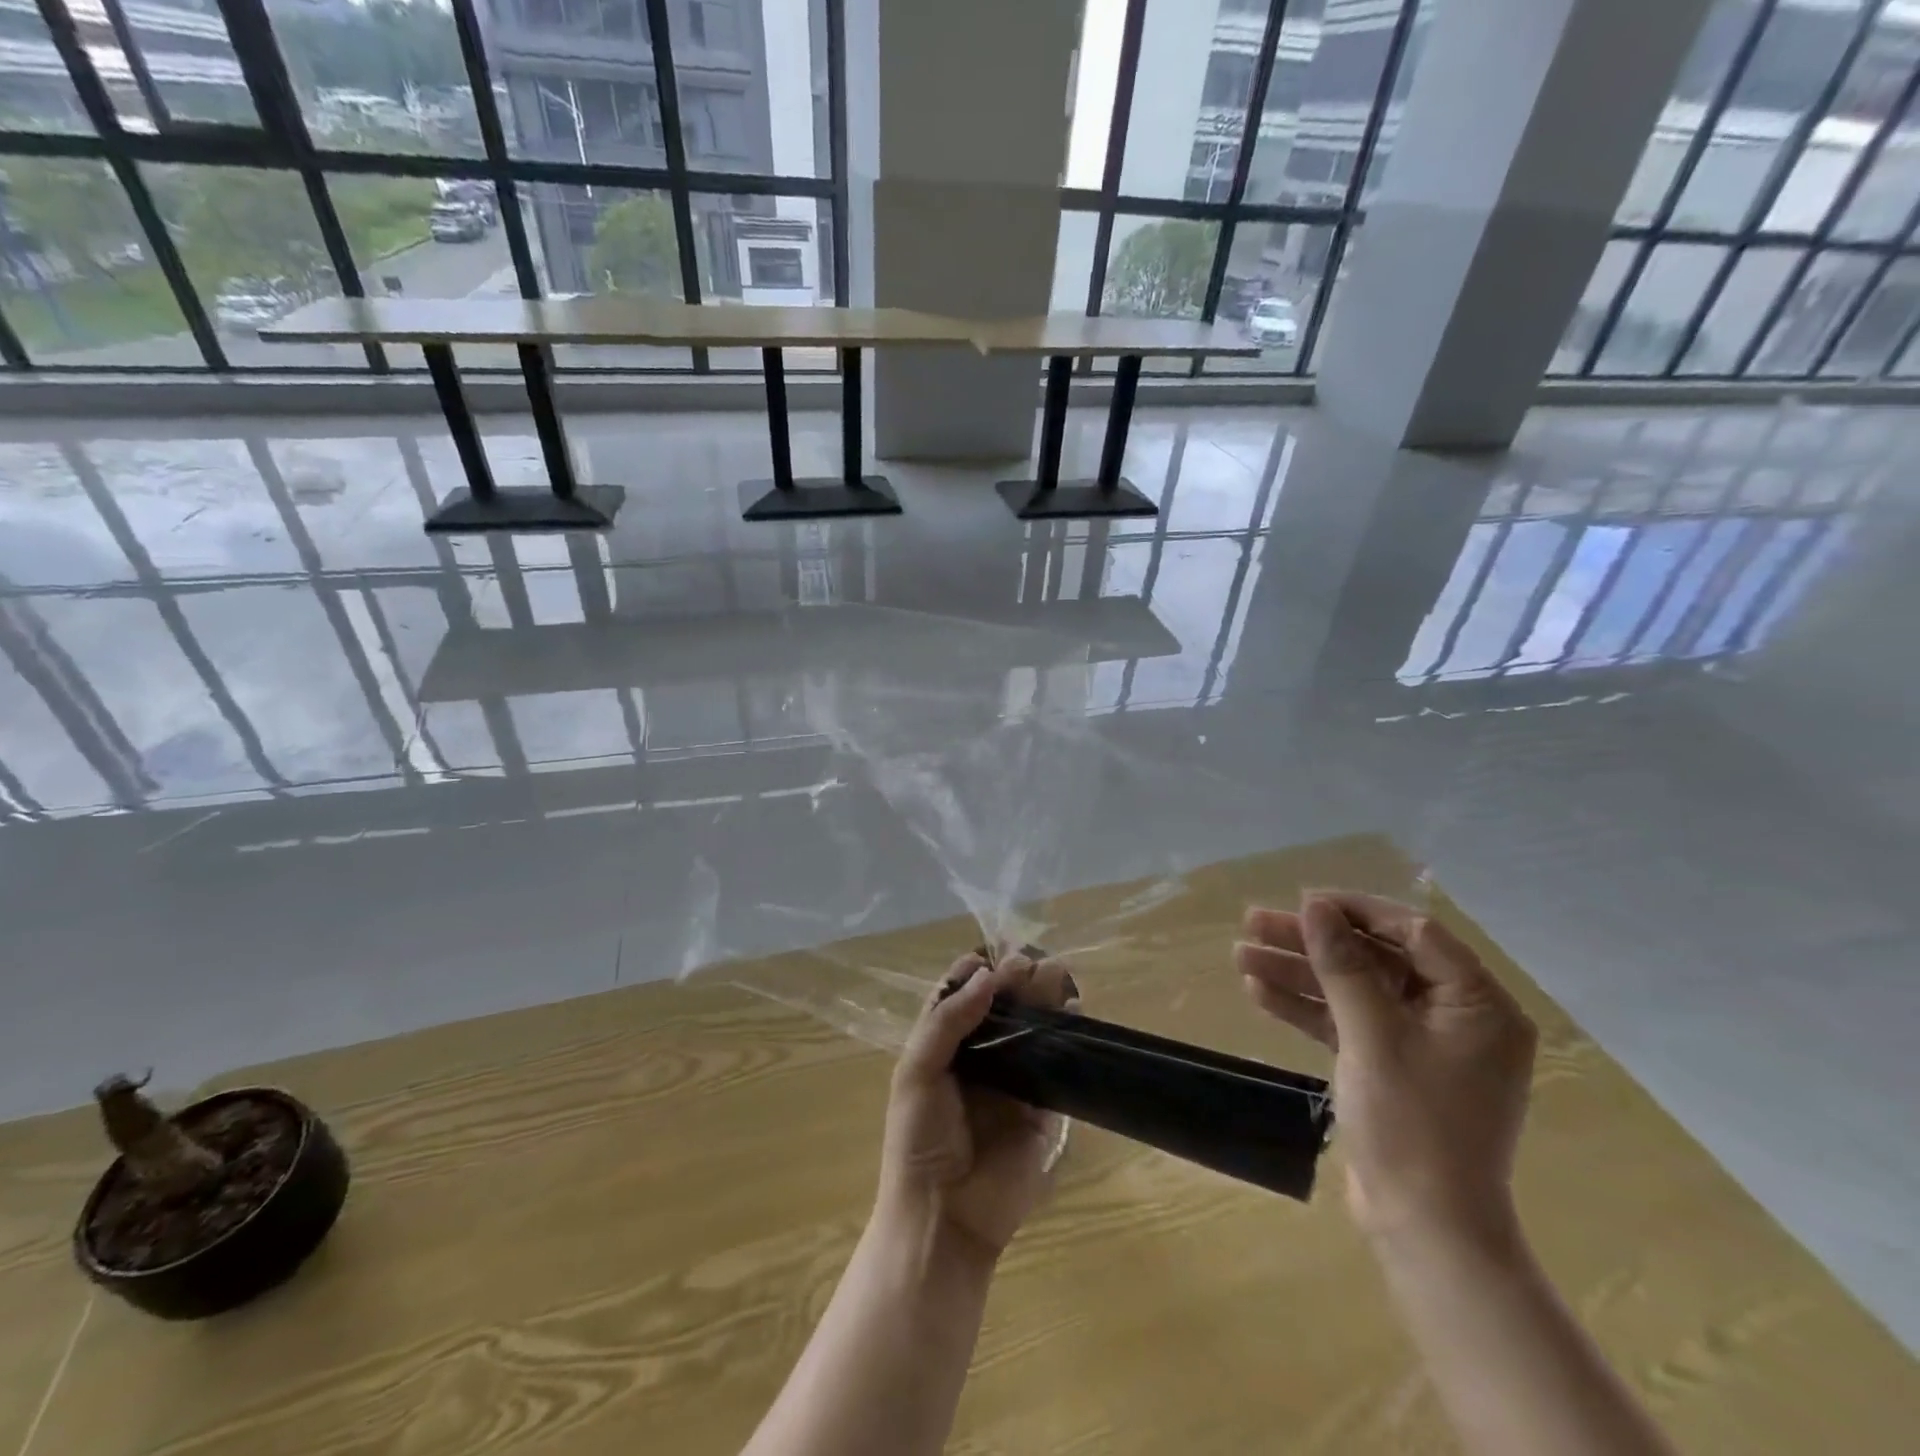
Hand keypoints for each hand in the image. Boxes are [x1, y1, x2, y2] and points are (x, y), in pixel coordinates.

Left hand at [876, 952, 1075, 1260]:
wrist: (944, 1217)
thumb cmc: (919, 1139)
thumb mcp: (917, 1071)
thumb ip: (946, 1020)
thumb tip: (985, 974)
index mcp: (945, 1047)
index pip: (962, 998)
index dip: (977, 973)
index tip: (995, 955)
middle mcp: (980, 1059)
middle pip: (1002, 1009)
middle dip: (1017, 981)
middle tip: (1033, 963)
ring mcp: (1014, 1084)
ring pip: (1032, 1031)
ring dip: (1044, 1001)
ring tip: (1058, 974)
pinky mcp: (1044, 1110)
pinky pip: (1058, 1067)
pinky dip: (1068, 1038)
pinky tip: (1074, 1013)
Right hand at [1235, 893, 1536, 1244]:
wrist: (1423, 1228)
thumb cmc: (1412, 1125)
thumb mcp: (1372, 1035)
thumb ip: (1343, 965)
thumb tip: (1314, 905)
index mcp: (1477, 1003)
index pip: (1413, 932)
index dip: (1354, 911)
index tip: (1301, 902)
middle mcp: (1454, 1015)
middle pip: (1374, 958)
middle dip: (1312, 942)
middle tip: (1254, 922)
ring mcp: (1420, 1042)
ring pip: (1352, 989)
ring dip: (1298, 972)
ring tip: (1240, 955)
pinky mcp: (1390, 1065)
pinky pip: (1346, 1022)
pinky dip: (1306, 1008)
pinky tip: (1259, 992)